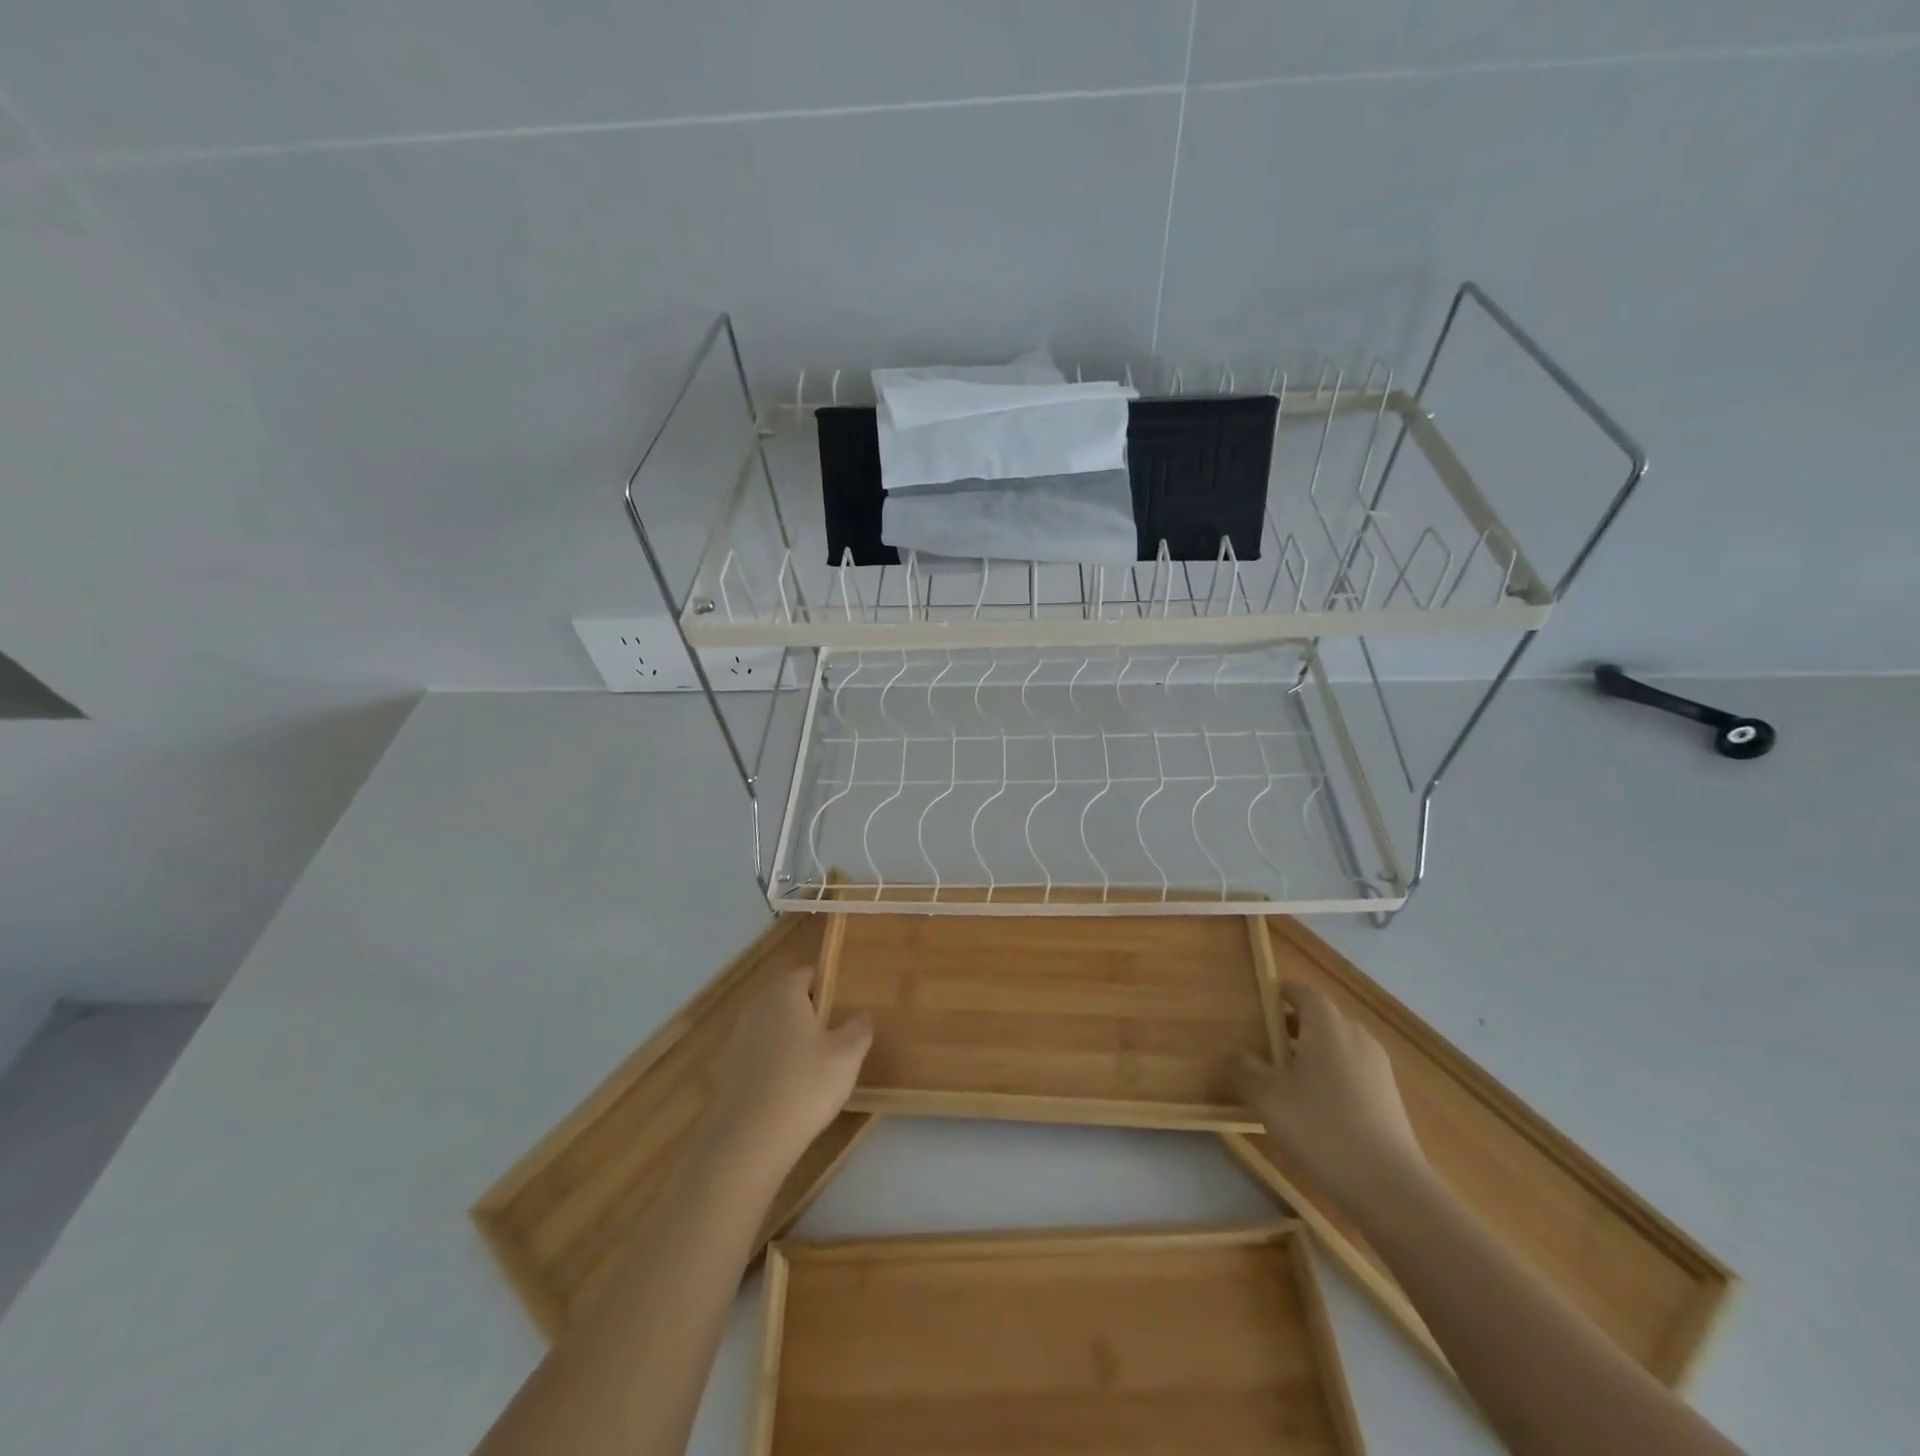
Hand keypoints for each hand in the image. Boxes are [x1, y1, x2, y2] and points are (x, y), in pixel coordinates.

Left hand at [703, 966, 872, 1179]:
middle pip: (786, 1000)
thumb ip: (859, 1028)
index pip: (806, 974)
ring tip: (813, 1067)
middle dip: (808, 1014)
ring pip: (771, 1028)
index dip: (827, 987)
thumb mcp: (848, 1055)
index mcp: (784, 993)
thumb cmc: (805, 1084)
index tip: (842, 1009)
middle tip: (832, 1038)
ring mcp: (736, 1039)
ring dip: (789, 1040)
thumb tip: (862, 1016)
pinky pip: (757, 1056)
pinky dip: (773, 1065)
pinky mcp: (726, 1071)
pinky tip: (788, 1091)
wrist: (749, 1140)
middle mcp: (756, 1007)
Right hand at [1230, 981, 1428, 1217]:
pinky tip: (1318, 1107)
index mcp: (1327, 1025)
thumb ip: (1245, 1069)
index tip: (1261, 1004)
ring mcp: (1378, 1068)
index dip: (1281, 994)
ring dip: (1314, 1052)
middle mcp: (1356, 1036)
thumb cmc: (1321, 1128)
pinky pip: (1354, 1071)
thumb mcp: (1268, 1098)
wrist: (1390, 1187)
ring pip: (1339, 1046)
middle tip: (1267, 1044)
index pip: (1303, 993)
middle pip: (1323, 1018)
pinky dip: (1333, 1075)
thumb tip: (1236, 1056)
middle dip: (1294, 1025)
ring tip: (1289, 1078)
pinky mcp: (1390, 1098)